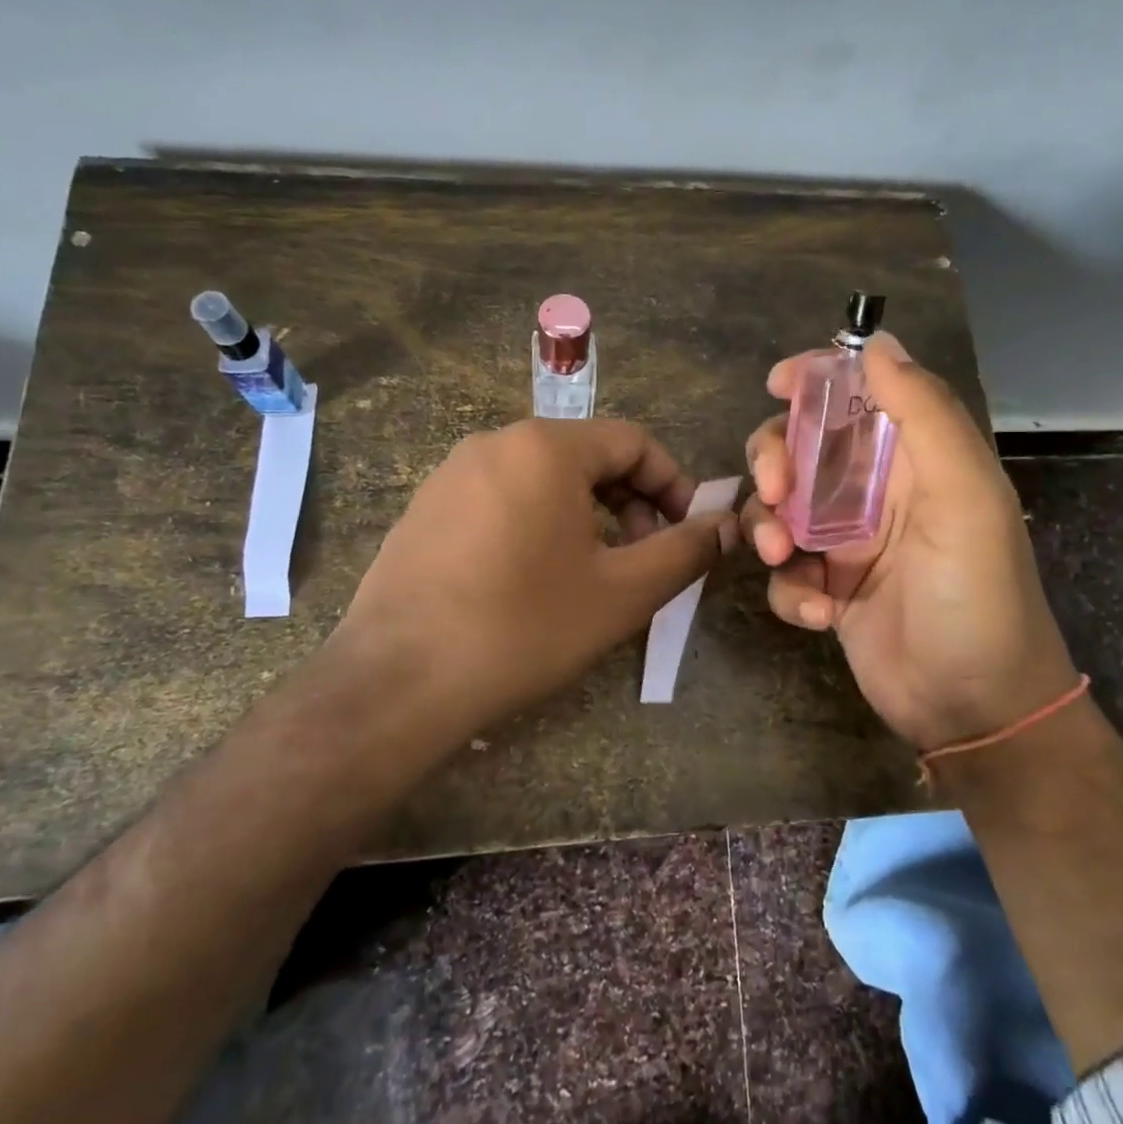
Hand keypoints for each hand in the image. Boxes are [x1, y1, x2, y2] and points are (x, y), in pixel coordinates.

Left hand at [331, 418, 736, 741]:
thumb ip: (684, 551)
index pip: (633, 441)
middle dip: (630, 502)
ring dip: (587, 516)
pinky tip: (534, 580)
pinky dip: (539, 524)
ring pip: (544, 479)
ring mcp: (451, 474)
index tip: (689, 531)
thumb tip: (726, 525)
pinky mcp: (425, 509)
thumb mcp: (623, 593)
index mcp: (545, 447)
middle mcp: (495, 442)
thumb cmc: (523, 627)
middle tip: (644, 558)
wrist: (396, 682)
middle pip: (587, 456)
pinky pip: (502, 498)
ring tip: (595, 572)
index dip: (674, 483)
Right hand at [741, 333, 1077, 750]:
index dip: (816, 379)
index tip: (776, 382)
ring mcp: (846, 543)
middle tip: (775, 490)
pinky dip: (789, 590)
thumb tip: (877, 343)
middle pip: (799, 447)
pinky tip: (819, 616)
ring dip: (768, 526)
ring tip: (781, 558)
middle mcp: (874, 492)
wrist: (976, 709)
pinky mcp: (826, 589)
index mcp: (913, 459)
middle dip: (774, 459)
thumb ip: (925, 414)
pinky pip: (783, 572)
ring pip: (778, 508)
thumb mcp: (965, 498)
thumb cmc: (977, 595)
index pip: (859, 395)